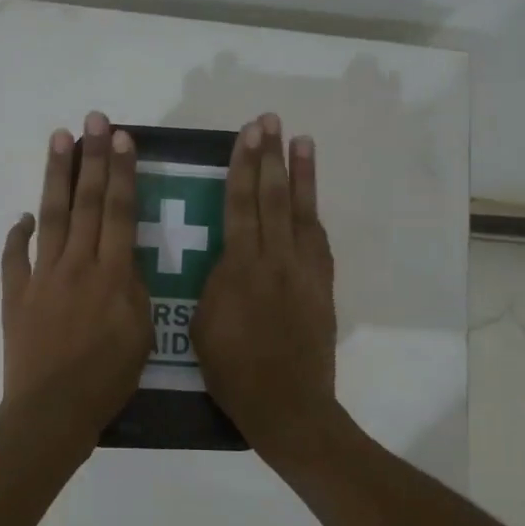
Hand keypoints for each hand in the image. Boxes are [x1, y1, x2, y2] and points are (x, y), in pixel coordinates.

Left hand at [0, 111, 152, 444]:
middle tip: (93, 120)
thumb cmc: (107, 379)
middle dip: (91, 158)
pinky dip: (18, 235)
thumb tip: (123, 261)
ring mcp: (41, 277)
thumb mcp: (141, 335)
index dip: (122, 173)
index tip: (122, 138)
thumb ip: (134, 290)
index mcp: (113, 275)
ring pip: (51, 217)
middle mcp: (76, 265)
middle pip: (86, 203)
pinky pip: (15, 257)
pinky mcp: (16, 295)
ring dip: (55, 176)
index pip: (119, 212)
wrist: (52, 410)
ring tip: (58, 139)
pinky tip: (23, 217)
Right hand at [193, 113, 339, 458]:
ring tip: (301, 141)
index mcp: (240, 267)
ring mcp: (304, 271)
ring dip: (301, 175)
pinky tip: (310, 199)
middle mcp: (275, 259)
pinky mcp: (322, 286)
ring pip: (302, 212)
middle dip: (270, 157)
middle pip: (273, 197)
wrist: (287, 404)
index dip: (244, 166)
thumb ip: (215, 284)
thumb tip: (225, 262)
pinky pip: (318, 241)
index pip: (241, 204)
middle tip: (270, 121)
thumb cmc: (233, 371)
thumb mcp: (201, 324)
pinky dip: (314, 214)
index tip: (247, 135)